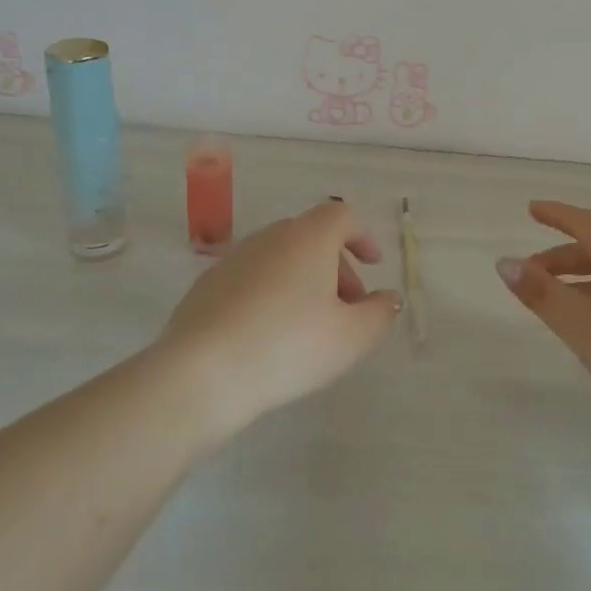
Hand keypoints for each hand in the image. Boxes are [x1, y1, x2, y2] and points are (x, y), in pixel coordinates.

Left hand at [154, 200, 401, 441]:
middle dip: (336, 265)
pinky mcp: (206, 286)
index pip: (342, 216)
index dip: (362, 236)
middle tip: (348, 306)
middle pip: (311, 237)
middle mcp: (270, 237)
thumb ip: (380, 313)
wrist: (201, 374)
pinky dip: (271, 293)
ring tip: (310, 325)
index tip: (374, 265)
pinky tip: (270, 334)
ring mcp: (233, 259)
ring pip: (280, 258)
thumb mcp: (352, 338)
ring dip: (303, 280)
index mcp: (308, 238)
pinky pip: (252, 278)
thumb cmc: (289, 347)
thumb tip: (388, 298)